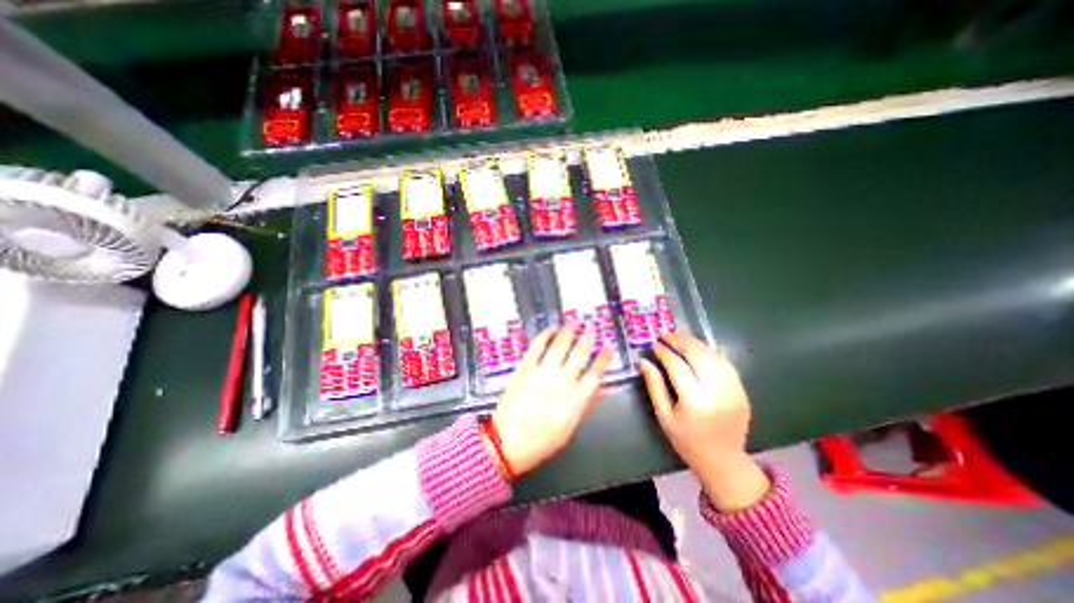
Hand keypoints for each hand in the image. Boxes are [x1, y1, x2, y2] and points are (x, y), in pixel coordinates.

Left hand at [490, 327, 607, 477]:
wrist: (507, 442)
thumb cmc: (541, 441)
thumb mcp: (570, 428)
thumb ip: (585, 405)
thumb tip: (600, 388)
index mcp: (575, 401)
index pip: (595, 374)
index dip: (603, 358)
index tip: (607, 346)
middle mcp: (561, 383)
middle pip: (579, 355)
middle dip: (587, 338)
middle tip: (591, 327)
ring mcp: (542, 373)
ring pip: (559, 346)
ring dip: (568, 332)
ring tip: (574, 323)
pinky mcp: (525, 369)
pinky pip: (537, 347)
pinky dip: (545, 335)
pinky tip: (551, 329)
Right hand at [635, 333, 772, 511]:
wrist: (723, 460)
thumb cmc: (686, 440)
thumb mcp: (664, 415)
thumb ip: (654, 386)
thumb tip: (643, 362)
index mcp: (695, 401)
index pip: (677, 366)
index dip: (664, 352)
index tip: (654, 344)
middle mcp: (717, 392)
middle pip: (698, 355)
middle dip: (680, 341)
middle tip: (665, 333)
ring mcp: (733, 389)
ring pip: (713, 355)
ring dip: (695, 342)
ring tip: (679, 335)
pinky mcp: (742, 390)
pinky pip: (725, 363)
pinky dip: (710, 351)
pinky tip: (698, 347)